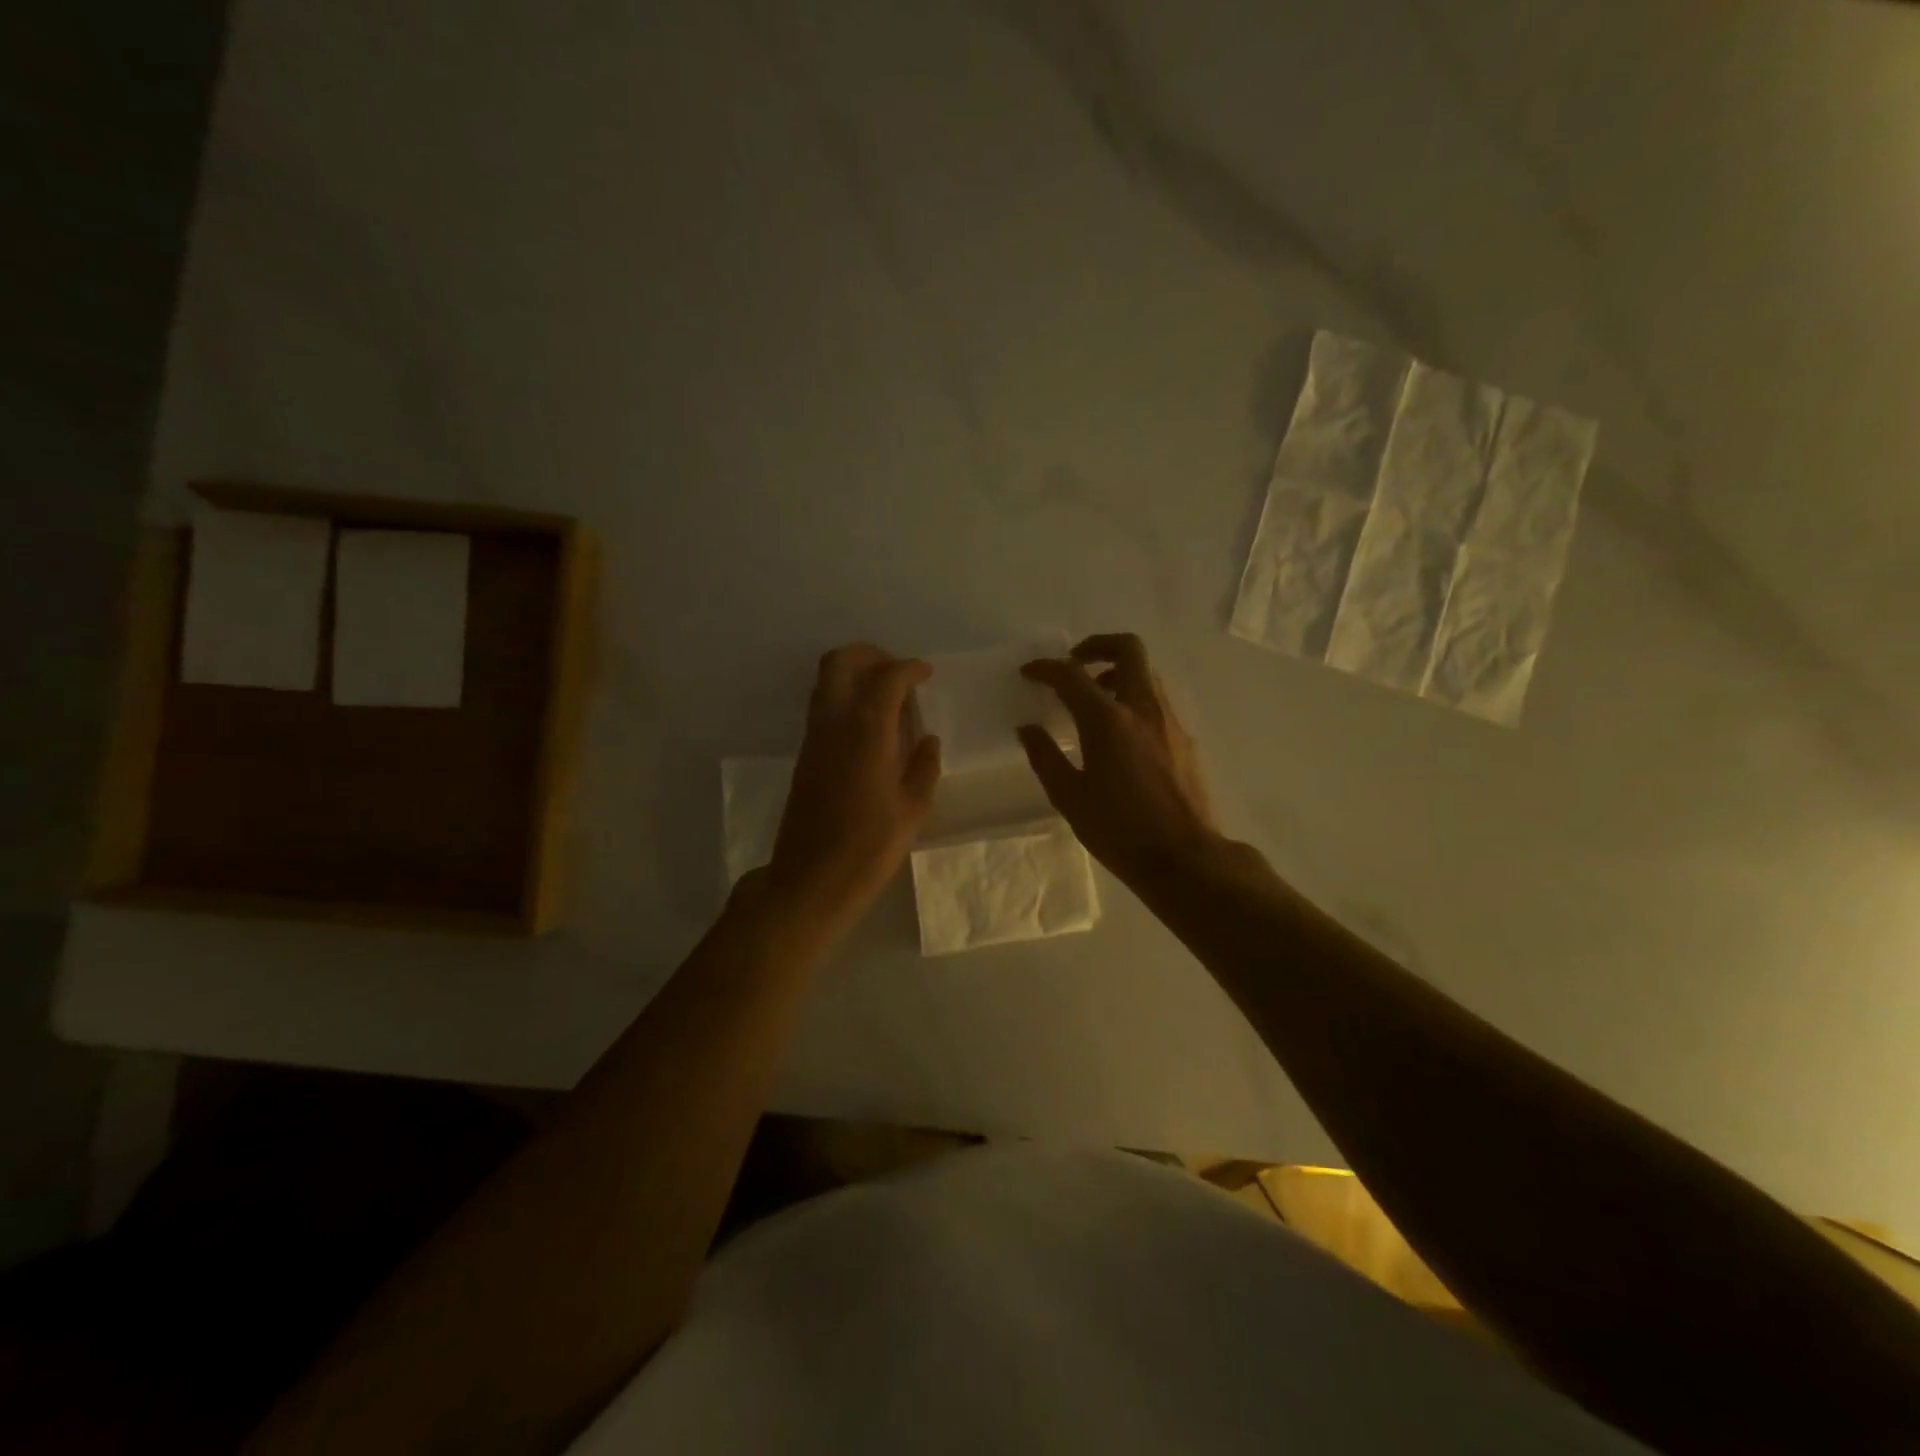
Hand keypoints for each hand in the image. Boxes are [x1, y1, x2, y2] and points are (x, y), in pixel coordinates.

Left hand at [764, 644, 941, 943]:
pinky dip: (845, 698)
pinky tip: (870, 726)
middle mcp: (834, 722)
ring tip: (887, 696)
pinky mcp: (805, 755)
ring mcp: (814, 737)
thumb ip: (923, 766)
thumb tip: (926, 740)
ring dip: (855, 674)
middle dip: (870, 655)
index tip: (927, 674)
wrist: (811, 879)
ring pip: (826, 682)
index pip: (887, 678)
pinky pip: (823, 707)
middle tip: (898, 672)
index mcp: (866, 730)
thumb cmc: (869, 847)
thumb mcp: (912, 809)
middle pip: (840, 662)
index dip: (910, 669)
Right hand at [1017, 633, 1220, 885]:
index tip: (1029, 672)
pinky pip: (1156, 700)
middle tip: (1074, 663)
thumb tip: (1028, 729)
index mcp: (1108, 720)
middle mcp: (1143, 708)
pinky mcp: (1185, 738)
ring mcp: (1170, 721)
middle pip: (1127, 649)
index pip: (1072, 675)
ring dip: (1117, 673)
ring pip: (1146, 674)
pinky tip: (1119, 733)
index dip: (1046, 668)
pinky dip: (1133, 698)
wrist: (1185, 857)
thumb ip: (1046, 757)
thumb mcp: (1070, 798)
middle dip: (1097, 646)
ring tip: (1093, 700)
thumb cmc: (1120, 830)